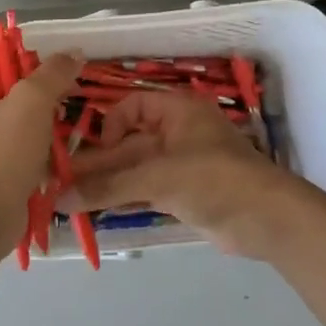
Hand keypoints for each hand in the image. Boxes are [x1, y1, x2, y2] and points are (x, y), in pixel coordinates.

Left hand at [0, 52, 81, 232]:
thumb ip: (53, 74)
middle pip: (14, 103)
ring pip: (21, 133)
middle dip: (44, 108)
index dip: (36, 72)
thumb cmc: (2, 152)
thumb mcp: (32, 101)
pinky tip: (59, 165)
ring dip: (46, 137)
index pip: (3, 71)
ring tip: (69, 139)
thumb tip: (74, 52)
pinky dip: (40, 162)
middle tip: (68, 111)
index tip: (65, 81)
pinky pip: (21, 160)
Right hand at [62, 91, 312, 256]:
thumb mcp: (158, 177)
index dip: (110, 124)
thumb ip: (109, 187)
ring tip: (67, 199)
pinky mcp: (182, 193)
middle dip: (99, 163)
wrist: (265, 219)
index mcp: (178, 111)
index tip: (93, 149)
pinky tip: (94, 210)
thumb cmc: (214, 179)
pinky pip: (143, 190)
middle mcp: (177, 133)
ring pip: (134, 170)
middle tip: (60, 180)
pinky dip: (122, 198)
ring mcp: (180, 165)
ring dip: (106, 184)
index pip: (133, 106)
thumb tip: (60, 198)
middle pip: (129, 143)